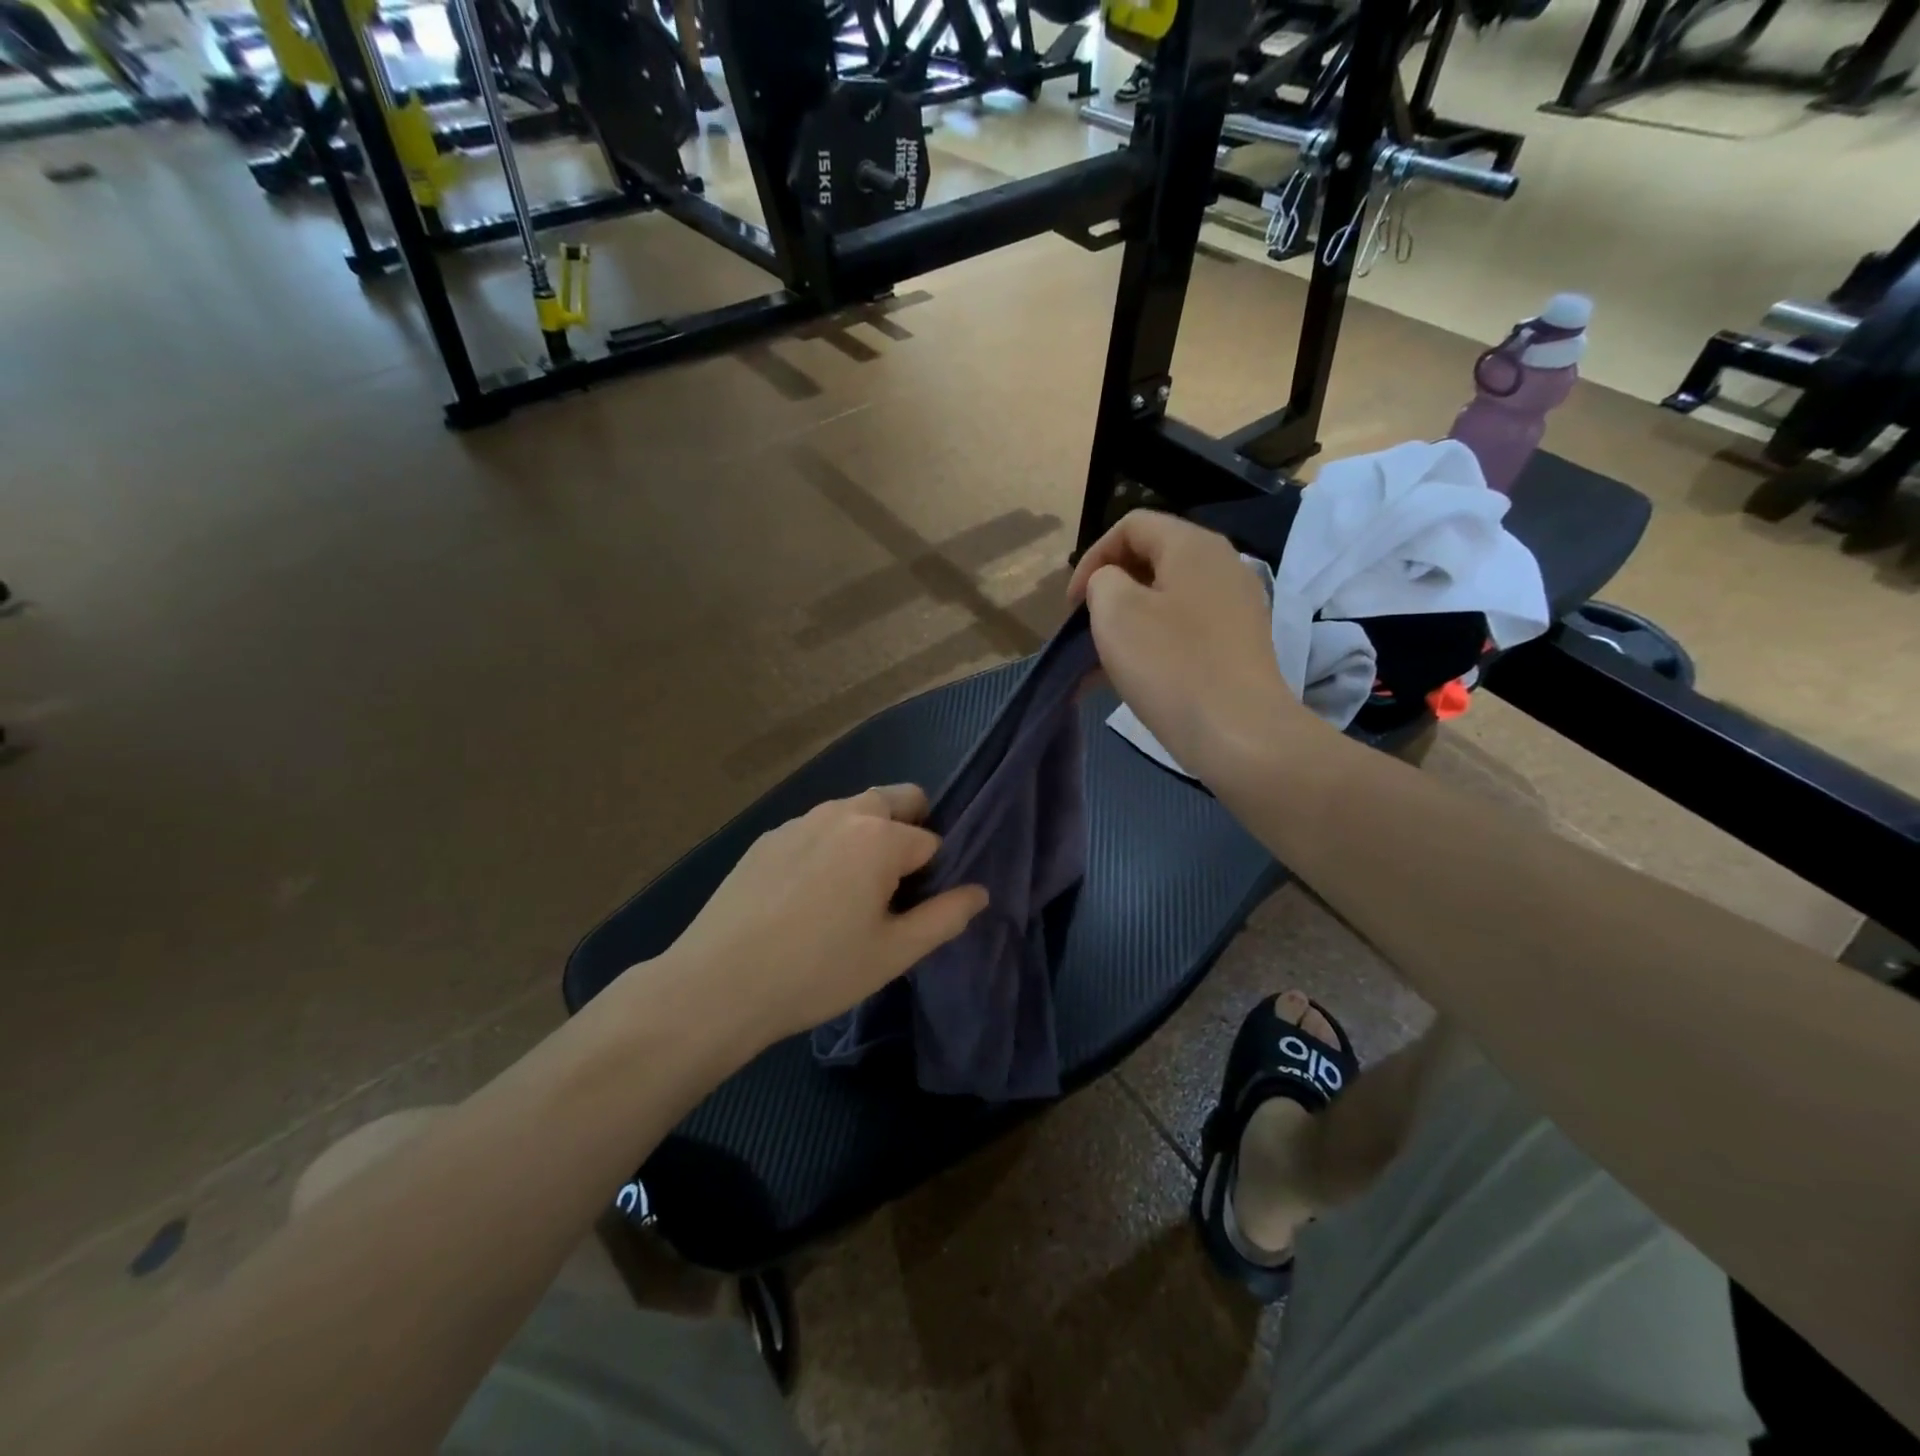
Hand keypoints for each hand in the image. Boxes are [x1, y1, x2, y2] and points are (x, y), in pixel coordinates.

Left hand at [662, 785, 987, 1050]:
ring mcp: (798, 821)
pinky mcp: (767, 838)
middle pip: (896, 800)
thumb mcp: (894, 953)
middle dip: (909, 830)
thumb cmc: (817, 971)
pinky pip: (816, 829)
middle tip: (894, 887)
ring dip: (867, 837)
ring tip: (849, 894)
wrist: (718, 985)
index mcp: (879, 836)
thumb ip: (945, 917)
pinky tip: (805, 897)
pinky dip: (828, 847)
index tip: (913, 911)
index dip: (932, 877)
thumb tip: (980, 892)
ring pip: (853, 812)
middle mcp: (841, 813)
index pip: (931, 842)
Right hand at [1069, 510, 1307, 779]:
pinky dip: (1152, 645)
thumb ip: (1103, 580)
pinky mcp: (1238, 646)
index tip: (1073, 605)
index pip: (1131, 525)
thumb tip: (1113, 585)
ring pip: (1166, 600)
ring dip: (1127, 624)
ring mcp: (1236, 608)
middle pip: (1151, 560)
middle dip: (1109, 591)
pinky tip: (1129, 680)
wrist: (1239, 735)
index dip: (1092, 557)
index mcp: (1193, 546)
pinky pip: (1184, 631)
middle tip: (1085, 629)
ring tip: (1099, 662)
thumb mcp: (1115, 611)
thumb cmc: (1170, 665)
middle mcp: (1222, 566)